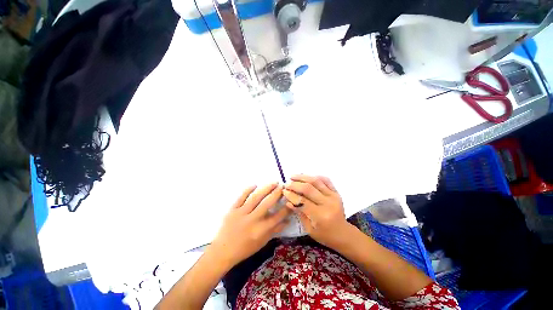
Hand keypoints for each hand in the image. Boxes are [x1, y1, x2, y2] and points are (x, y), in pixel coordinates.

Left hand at [210, 184, 290, 266]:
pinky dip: (248, 190)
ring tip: (274, 182)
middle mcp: (252, 220)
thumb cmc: (244, 249)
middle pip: (267, 204)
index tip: (290, 200)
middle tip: (283, 186)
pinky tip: (255, 184)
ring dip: (266, 189)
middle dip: (276, 194)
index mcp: (260, 230)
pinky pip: (241, 197)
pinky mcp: (232, 210)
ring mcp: (241, 213)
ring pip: (255, 198)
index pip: (277, 217)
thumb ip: (274, 231)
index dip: (285, 208)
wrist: (222, 251)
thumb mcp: (262, 242)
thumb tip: (287, 221)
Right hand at [282, 175, 352, 247]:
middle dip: (295, 185)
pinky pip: (326, 180)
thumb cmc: (324, 235)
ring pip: (316, 181)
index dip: (291, 195)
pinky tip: (306, 176)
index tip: (284, 191)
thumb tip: (288, 201)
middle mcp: (328, 203)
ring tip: (293, 176)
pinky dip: (315, 176)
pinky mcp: (336, 192)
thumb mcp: (309, 229)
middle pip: (308, 189)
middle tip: (287, 184)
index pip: (303, 201)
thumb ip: (299, 213)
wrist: (343, 233)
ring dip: (302, 177)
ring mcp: (333, 196)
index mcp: (321, 216)